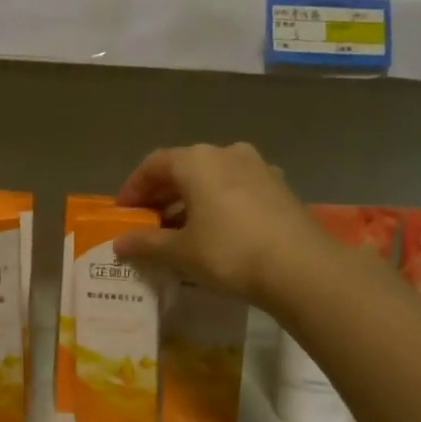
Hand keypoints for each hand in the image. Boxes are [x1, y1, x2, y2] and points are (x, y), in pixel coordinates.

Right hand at [113, 142, 322, 306]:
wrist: (301, 268)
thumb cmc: (228, 252)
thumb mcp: (180, 252)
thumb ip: (146, 243)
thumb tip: (120, 243)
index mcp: (197, 161)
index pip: (153, 165)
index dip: (133, 188)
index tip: (123, 212)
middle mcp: (227, 153)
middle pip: (184, 168)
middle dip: (161, 194)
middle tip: (147, 222)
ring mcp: (258, 168)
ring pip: (212, 178)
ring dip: (190, 200)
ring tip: (179, 230)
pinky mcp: (279, 188)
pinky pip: (236, 189)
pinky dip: (217, 204)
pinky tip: (215, 231)